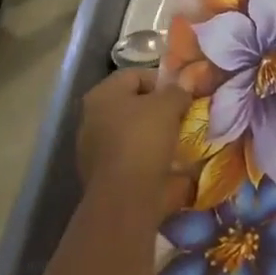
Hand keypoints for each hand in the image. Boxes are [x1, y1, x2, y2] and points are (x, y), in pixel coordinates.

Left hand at [76, 67, 191, 198]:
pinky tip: (169, 165)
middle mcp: (92, 118)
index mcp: (103, 95)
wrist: (126, 198)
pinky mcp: (104, 176)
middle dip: (159, 110)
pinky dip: (149, 159)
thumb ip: (177, 91)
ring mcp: (94, 149)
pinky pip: (132, 158)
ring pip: (133, 133)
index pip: (136, 75)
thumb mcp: (169, 105)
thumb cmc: (144, 140)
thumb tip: (182, 88)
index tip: (183, 95)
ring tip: (180, 141)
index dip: (162, 81)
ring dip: (155, 136)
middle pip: (133, 105)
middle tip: (183, 117)